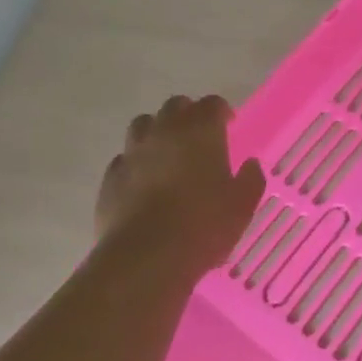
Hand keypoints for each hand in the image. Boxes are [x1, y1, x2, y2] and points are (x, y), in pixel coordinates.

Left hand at [97, 96, 265, 275]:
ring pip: (143, 125)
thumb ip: (250, 179)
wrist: (147, 256)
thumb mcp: (243, 204)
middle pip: (174, 107)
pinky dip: (137, 163)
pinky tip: (144, 182)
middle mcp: (164, 131)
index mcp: (200, 131)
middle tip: (198, 136)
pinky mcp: (111, 177)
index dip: (220, 111)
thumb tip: (250, 165)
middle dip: (188, 115)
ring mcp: (132, 152)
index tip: (228, 124)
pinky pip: (125, 158)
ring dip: (157, 132)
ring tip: (167, 153)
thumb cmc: (204, 224)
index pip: (211, 104)